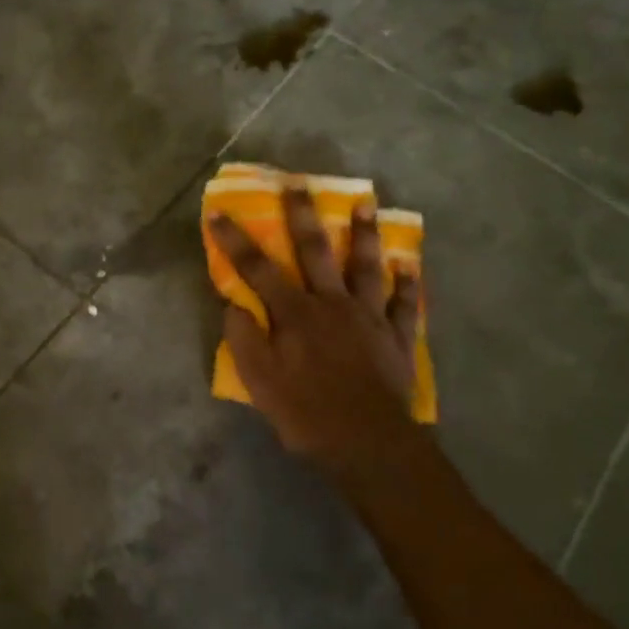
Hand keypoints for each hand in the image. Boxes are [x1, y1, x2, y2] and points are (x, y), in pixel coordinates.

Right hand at [209, 188, 423, 478]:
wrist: (368, 445)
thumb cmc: (306, 413)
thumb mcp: (259, 381)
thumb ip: (244, 338)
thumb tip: (234, 304)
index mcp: (294, 314)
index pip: (257, 269)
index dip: (235, 240)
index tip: (218, 212)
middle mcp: (331, 304)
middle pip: (315, 251)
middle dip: (302, 215)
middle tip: (298, 182)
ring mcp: (369, 318)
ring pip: (366, 266)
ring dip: (364, 233)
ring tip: (366, 203)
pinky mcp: (397, 337)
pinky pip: (405, 305)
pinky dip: (407, 284)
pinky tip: (409, 265)